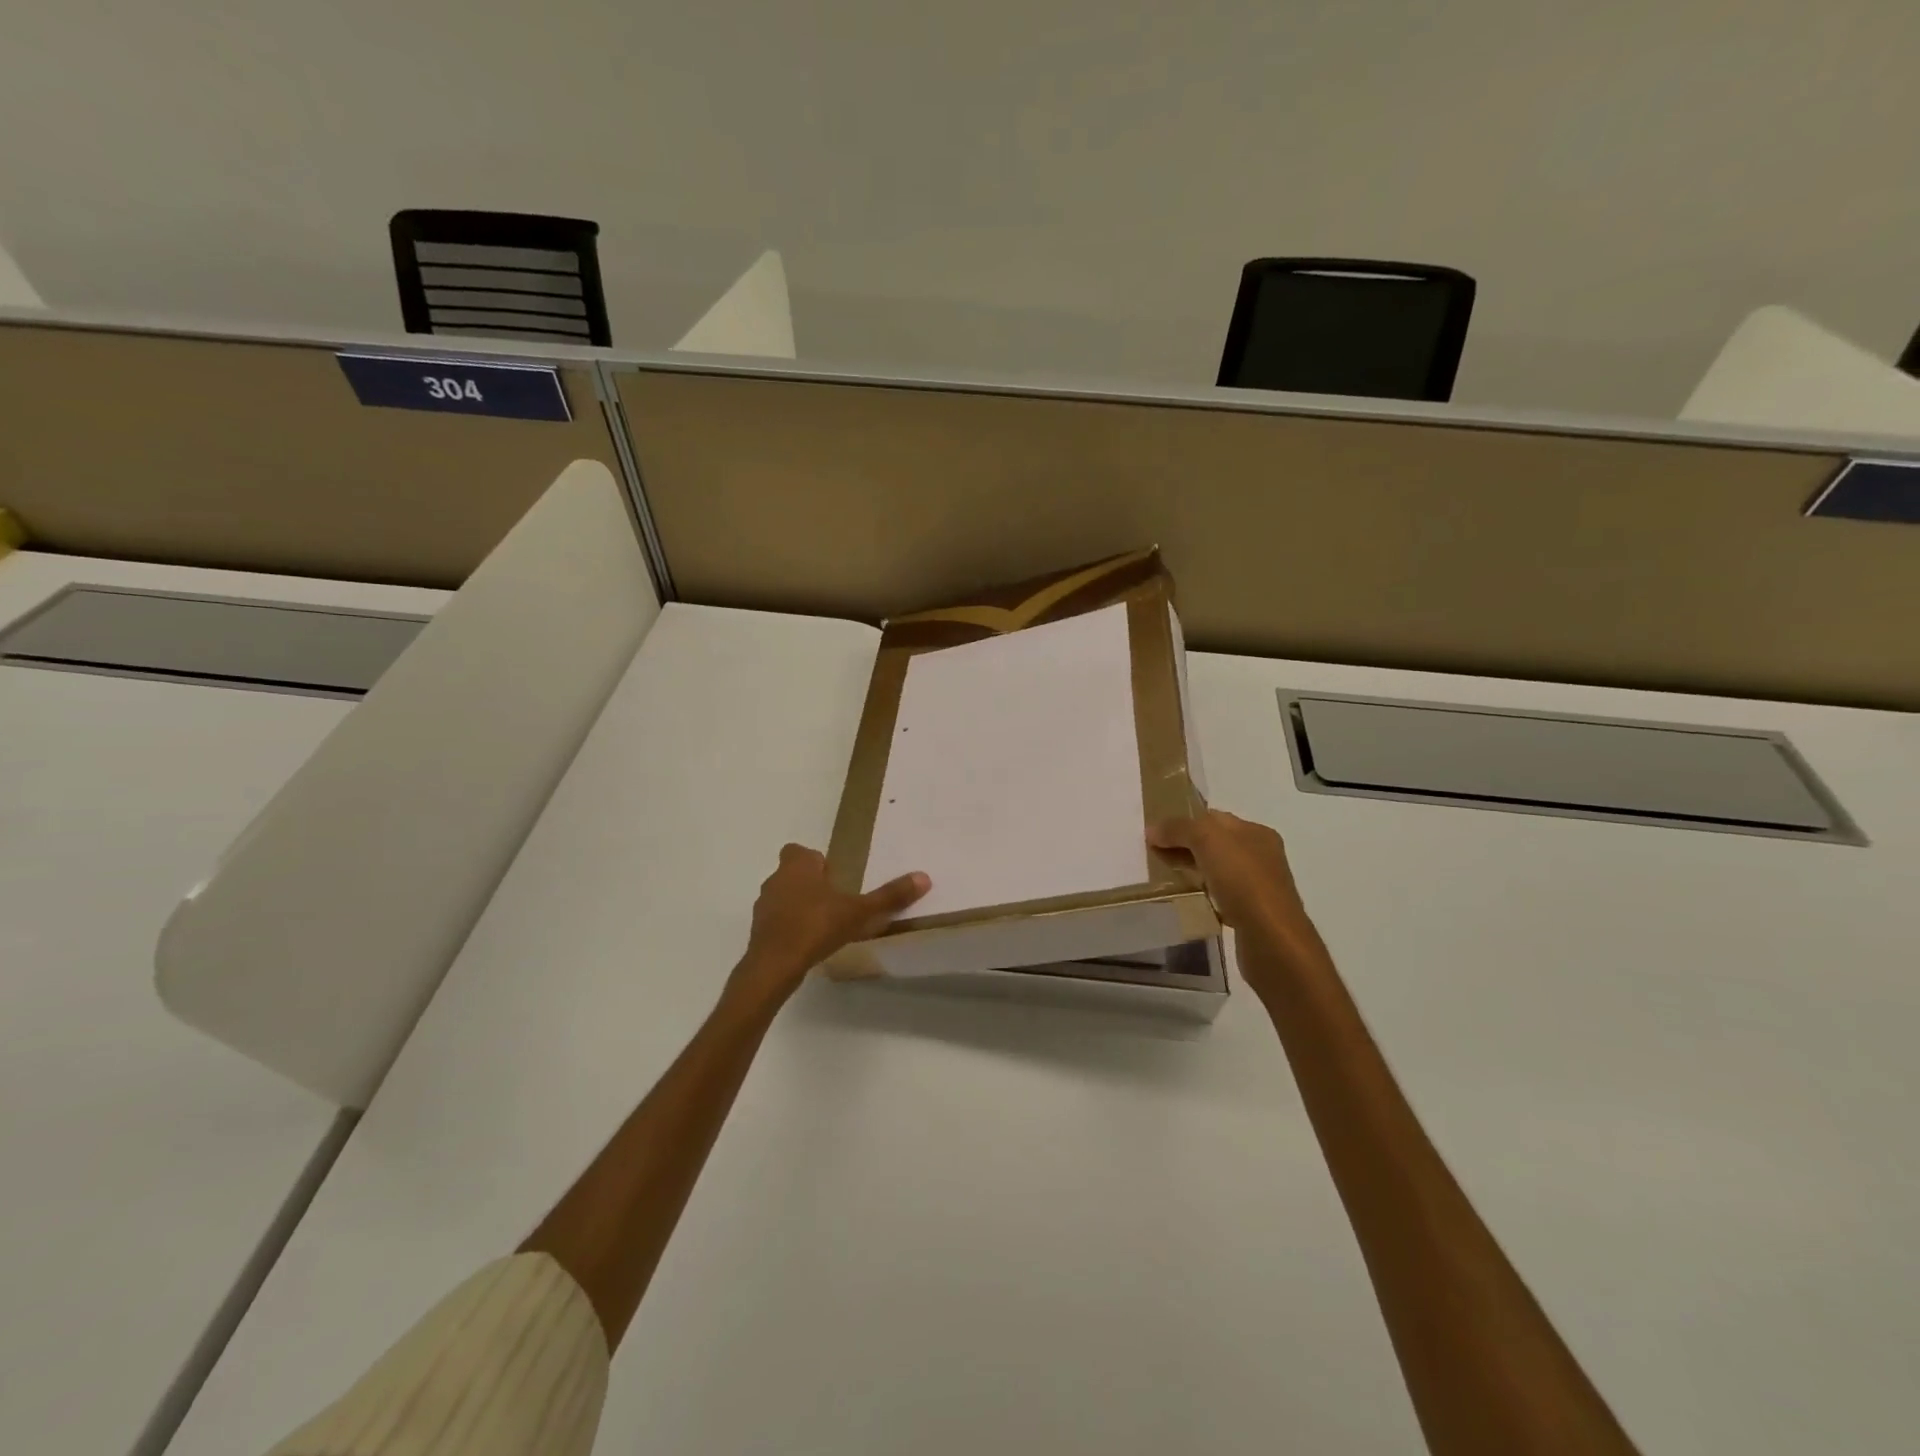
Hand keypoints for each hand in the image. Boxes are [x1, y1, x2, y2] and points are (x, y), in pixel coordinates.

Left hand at [724, 844, 930, 1015]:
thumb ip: (889, 896)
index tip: (833, 877)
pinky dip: (789, 927)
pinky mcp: (759, 930)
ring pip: (783, 897)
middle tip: (835, 901)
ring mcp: (764, 906)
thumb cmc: (816, 926)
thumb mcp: (859, 911)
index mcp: (797, 866)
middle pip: (792, 873)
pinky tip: (807, 943)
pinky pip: (777, 921)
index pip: (799, 851)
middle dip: (810, 883)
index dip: (815, 862)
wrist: (774, 965)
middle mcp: (776, 879)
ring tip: (823, 924)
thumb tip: (924, 877)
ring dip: (799, 905)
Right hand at [1148, 809, 1315, 942]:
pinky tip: (1187, 902)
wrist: (1271, 938)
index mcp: (1256, 832)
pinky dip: (1202, 897)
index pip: (1214, 818)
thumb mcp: (1207, 840)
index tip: (1156, 833)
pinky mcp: (1251, 914)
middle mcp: (1261, 856)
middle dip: (1185, 847)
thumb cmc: (1243, 880)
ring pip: (1217, 871)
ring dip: (1193, 872)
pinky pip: (1220, 897)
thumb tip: (1153, 830)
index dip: (1185, 821)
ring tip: (1166, 878)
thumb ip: (1179, 828)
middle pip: (1215, 844)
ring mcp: (1258, 886)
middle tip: (1155, 855)